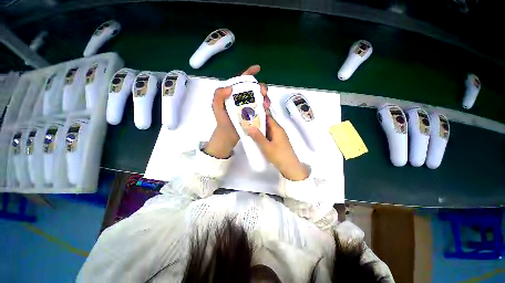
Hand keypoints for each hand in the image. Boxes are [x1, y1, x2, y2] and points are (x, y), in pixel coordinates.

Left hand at [204, 65, 268, 158]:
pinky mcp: (254, 114)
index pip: (241, 80)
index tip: (258, 68)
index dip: (249, 72)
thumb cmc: (222, 121)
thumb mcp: (216, 107)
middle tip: (264, 94)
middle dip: (261, 88)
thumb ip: (218, 95)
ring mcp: (249, 106)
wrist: (228, 136)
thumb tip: (230, 88)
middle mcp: (242, 98)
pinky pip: (261, 107)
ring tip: (266, 104)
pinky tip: (266, 108)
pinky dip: (265, 106)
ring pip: (260, 97)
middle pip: (254, 88)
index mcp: (233, 94)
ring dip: (265, 98)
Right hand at [247, 114, 308, 180]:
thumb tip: (249, 126)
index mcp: (277, 129)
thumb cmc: (279, 155)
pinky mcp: (278, 143)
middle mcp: (279, 131)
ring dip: (260, 129)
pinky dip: (262, 135)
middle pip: (268, 123)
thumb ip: (258, 137)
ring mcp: (279, 137)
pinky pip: (269, 135)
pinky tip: (256, 137)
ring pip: (268, 130)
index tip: (250, 112)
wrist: (290, 167)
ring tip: (248, 127)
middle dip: (258, 121)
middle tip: (246, 120)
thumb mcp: (267, 146)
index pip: (268, 117)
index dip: (260, 113)